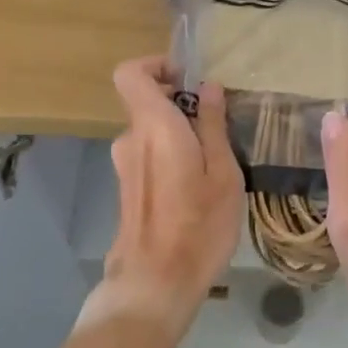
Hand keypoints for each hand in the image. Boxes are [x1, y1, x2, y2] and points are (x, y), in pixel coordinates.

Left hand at [96, 56, 243, 336]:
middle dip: (180, 106)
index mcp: (154, 126)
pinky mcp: (127, 189)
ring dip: (178, 136)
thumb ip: (213, 126)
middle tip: (218, 126)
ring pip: (151, 134)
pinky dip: (170, 158)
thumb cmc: (198, 225)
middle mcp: (131, 140)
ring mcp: (125, 166)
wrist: (155, 282)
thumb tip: (209, 88)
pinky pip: (149, 156)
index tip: (187, 80)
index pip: (130, 74)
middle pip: (146, 104)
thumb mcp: (222, 173)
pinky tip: (198, 187)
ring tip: (216, 162)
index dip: (155, 66)